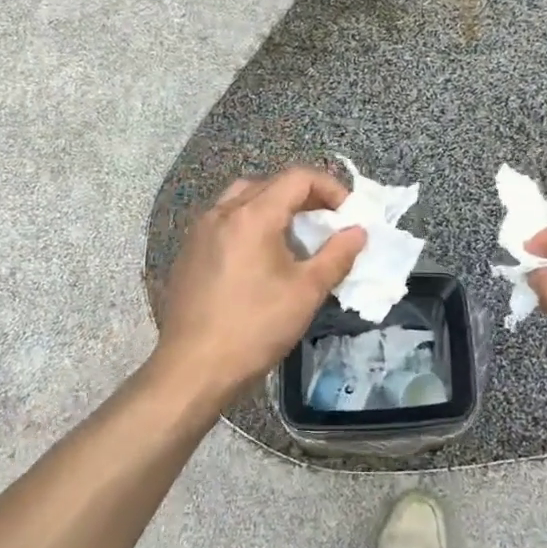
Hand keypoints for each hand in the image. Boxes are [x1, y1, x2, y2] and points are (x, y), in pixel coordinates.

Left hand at [151, 168, 366, 409]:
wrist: (192, 369)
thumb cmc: (254, 328)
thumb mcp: (306, 292)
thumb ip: (336, 256)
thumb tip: (358, 232)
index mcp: (252, 216)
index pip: (297, 178)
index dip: (329, 188)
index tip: (347, 214)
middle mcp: (222, 212)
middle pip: (269, 184)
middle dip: (303, 196)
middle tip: (326, 222)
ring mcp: (200, 231)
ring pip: (242, 199)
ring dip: (273, 207)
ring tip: (294, 237)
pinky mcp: (188, 252)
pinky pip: (224, 221)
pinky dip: (249, 224)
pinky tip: (260, 258)